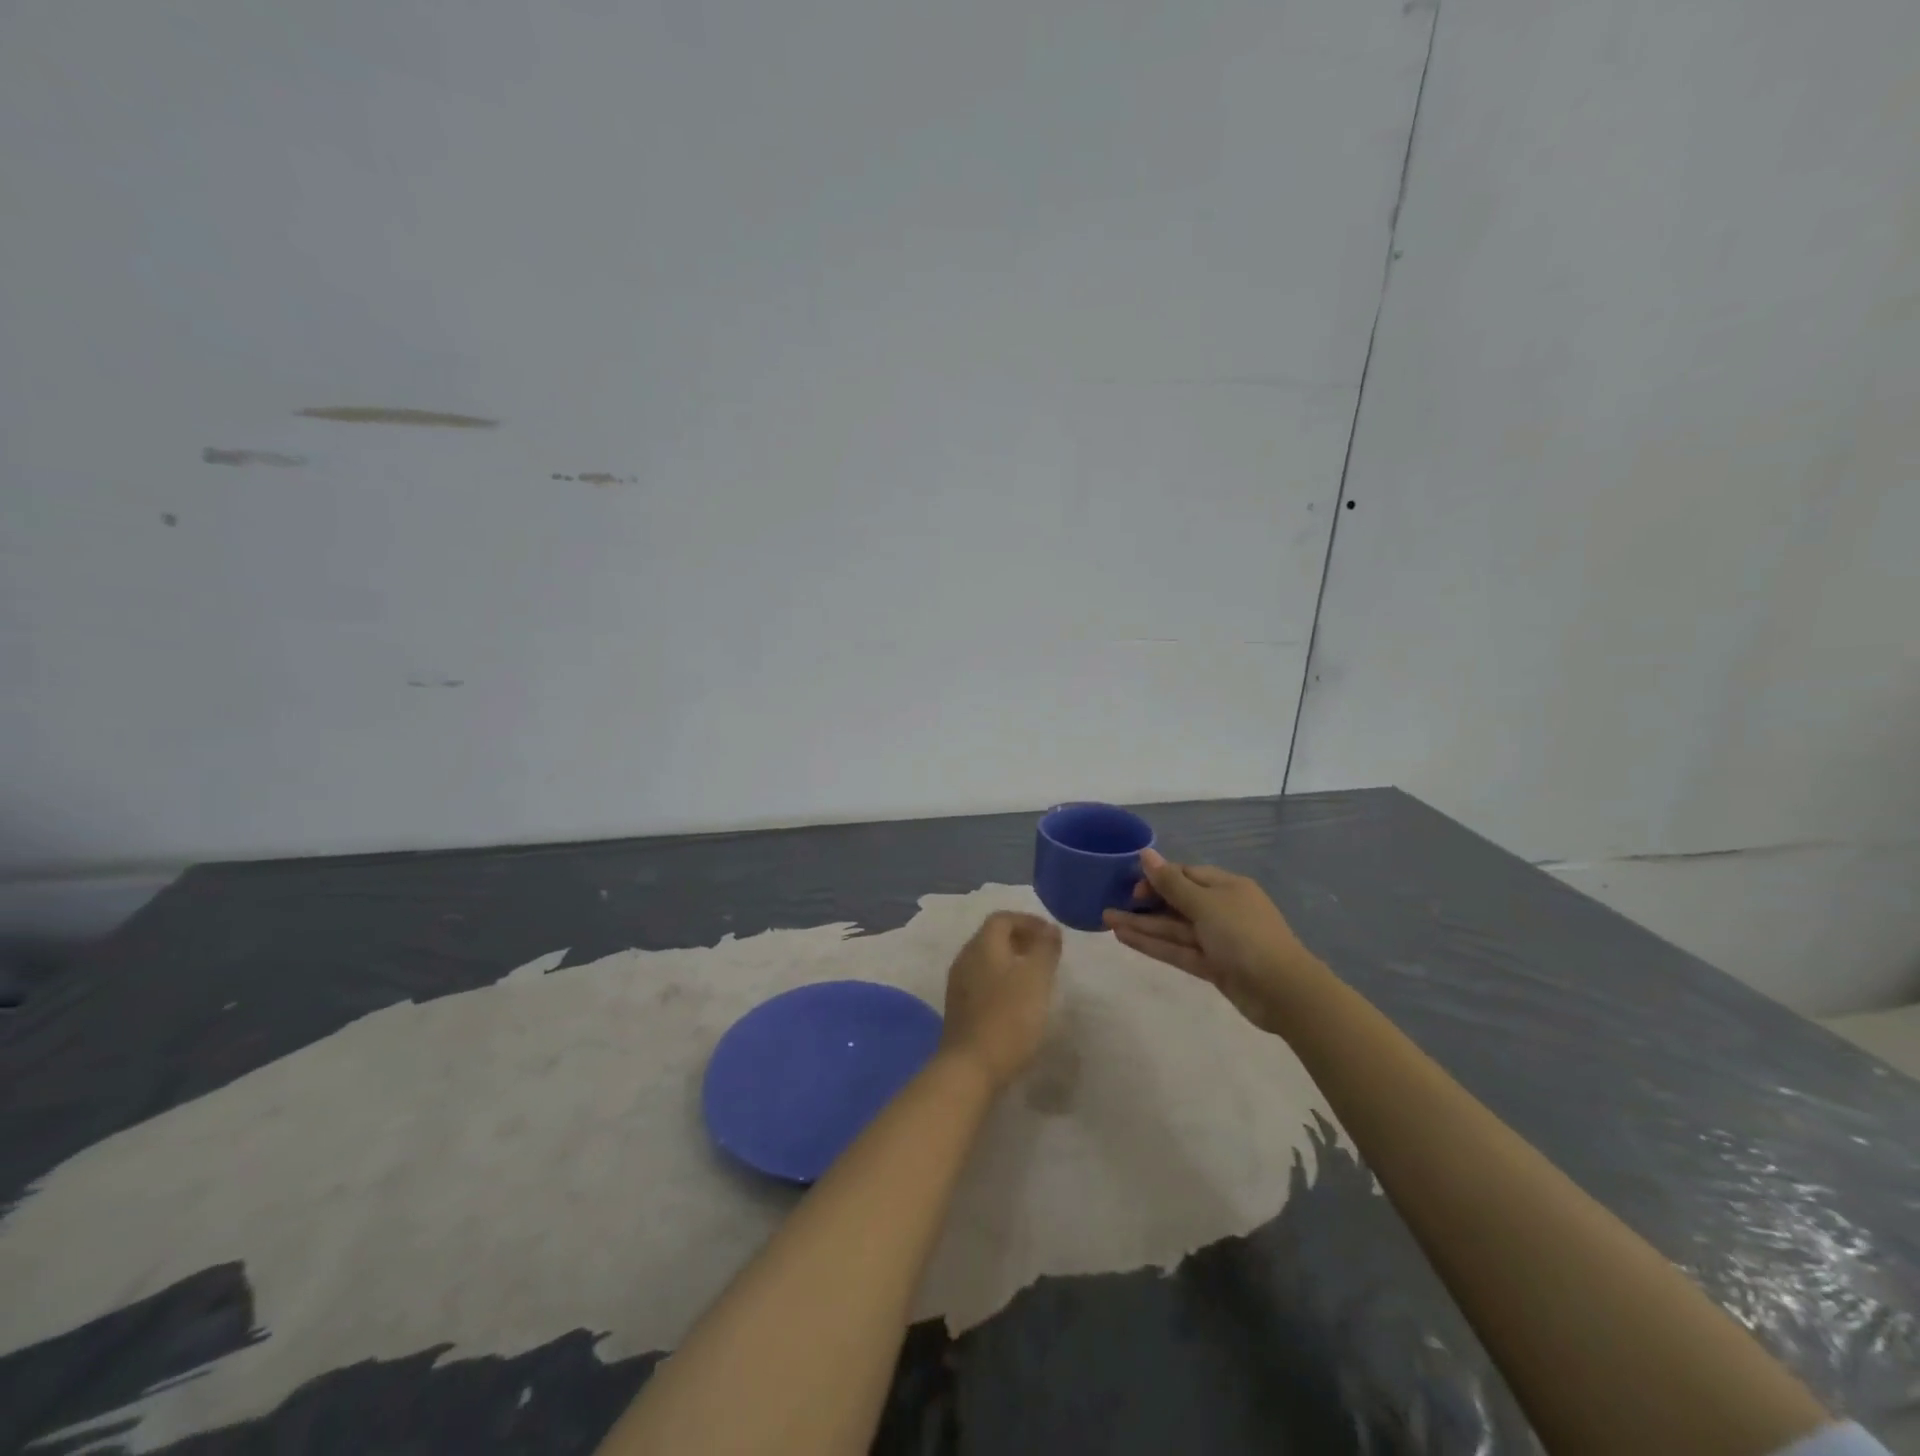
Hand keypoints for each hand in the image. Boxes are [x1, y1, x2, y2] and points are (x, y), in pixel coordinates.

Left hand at [938, 911, 1061, 1090]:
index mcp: (982, 946)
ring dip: (1011, 961)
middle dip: (1020, 940)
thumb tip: (1050, 929)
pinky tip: (1018, 1002)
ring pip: (987, 961)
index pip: (1002, 919)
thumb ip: (1045, 949)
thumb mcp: (1036, 979)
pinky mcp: (959, 1009)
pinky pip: (982, 982)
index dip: (1028, 921)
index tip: (1052, 936)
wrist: (969, 1068)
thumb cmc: (1008, 1018)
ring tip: (1036, 978)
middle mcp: (965, 959)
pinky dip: (1002, 981)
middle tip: (1046, 954)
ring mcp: (958, 985)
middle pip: (992, 937)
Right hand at [1103, 849, 1316, 1034]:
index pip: (1186, 875)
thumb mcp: (1206, 904)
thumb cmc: (1244, 935)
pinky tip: (1125, 938)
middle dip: (1143, 904)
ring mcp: (1217, 940)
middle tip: (1109, 905)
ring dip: (1142, 925)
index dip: (1157, 878)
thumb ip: (1171, 882)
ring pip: (1173, 928)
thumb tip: (1146, 854)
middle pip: (1176, 902)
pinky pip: (1178, 950)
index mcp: (1226, 887)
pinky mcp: (1213, 966)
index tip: (1131, 887)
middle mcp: (1221, 910)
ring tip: (1106, 921)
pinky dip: (1153, 944)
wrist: (1283, 991)